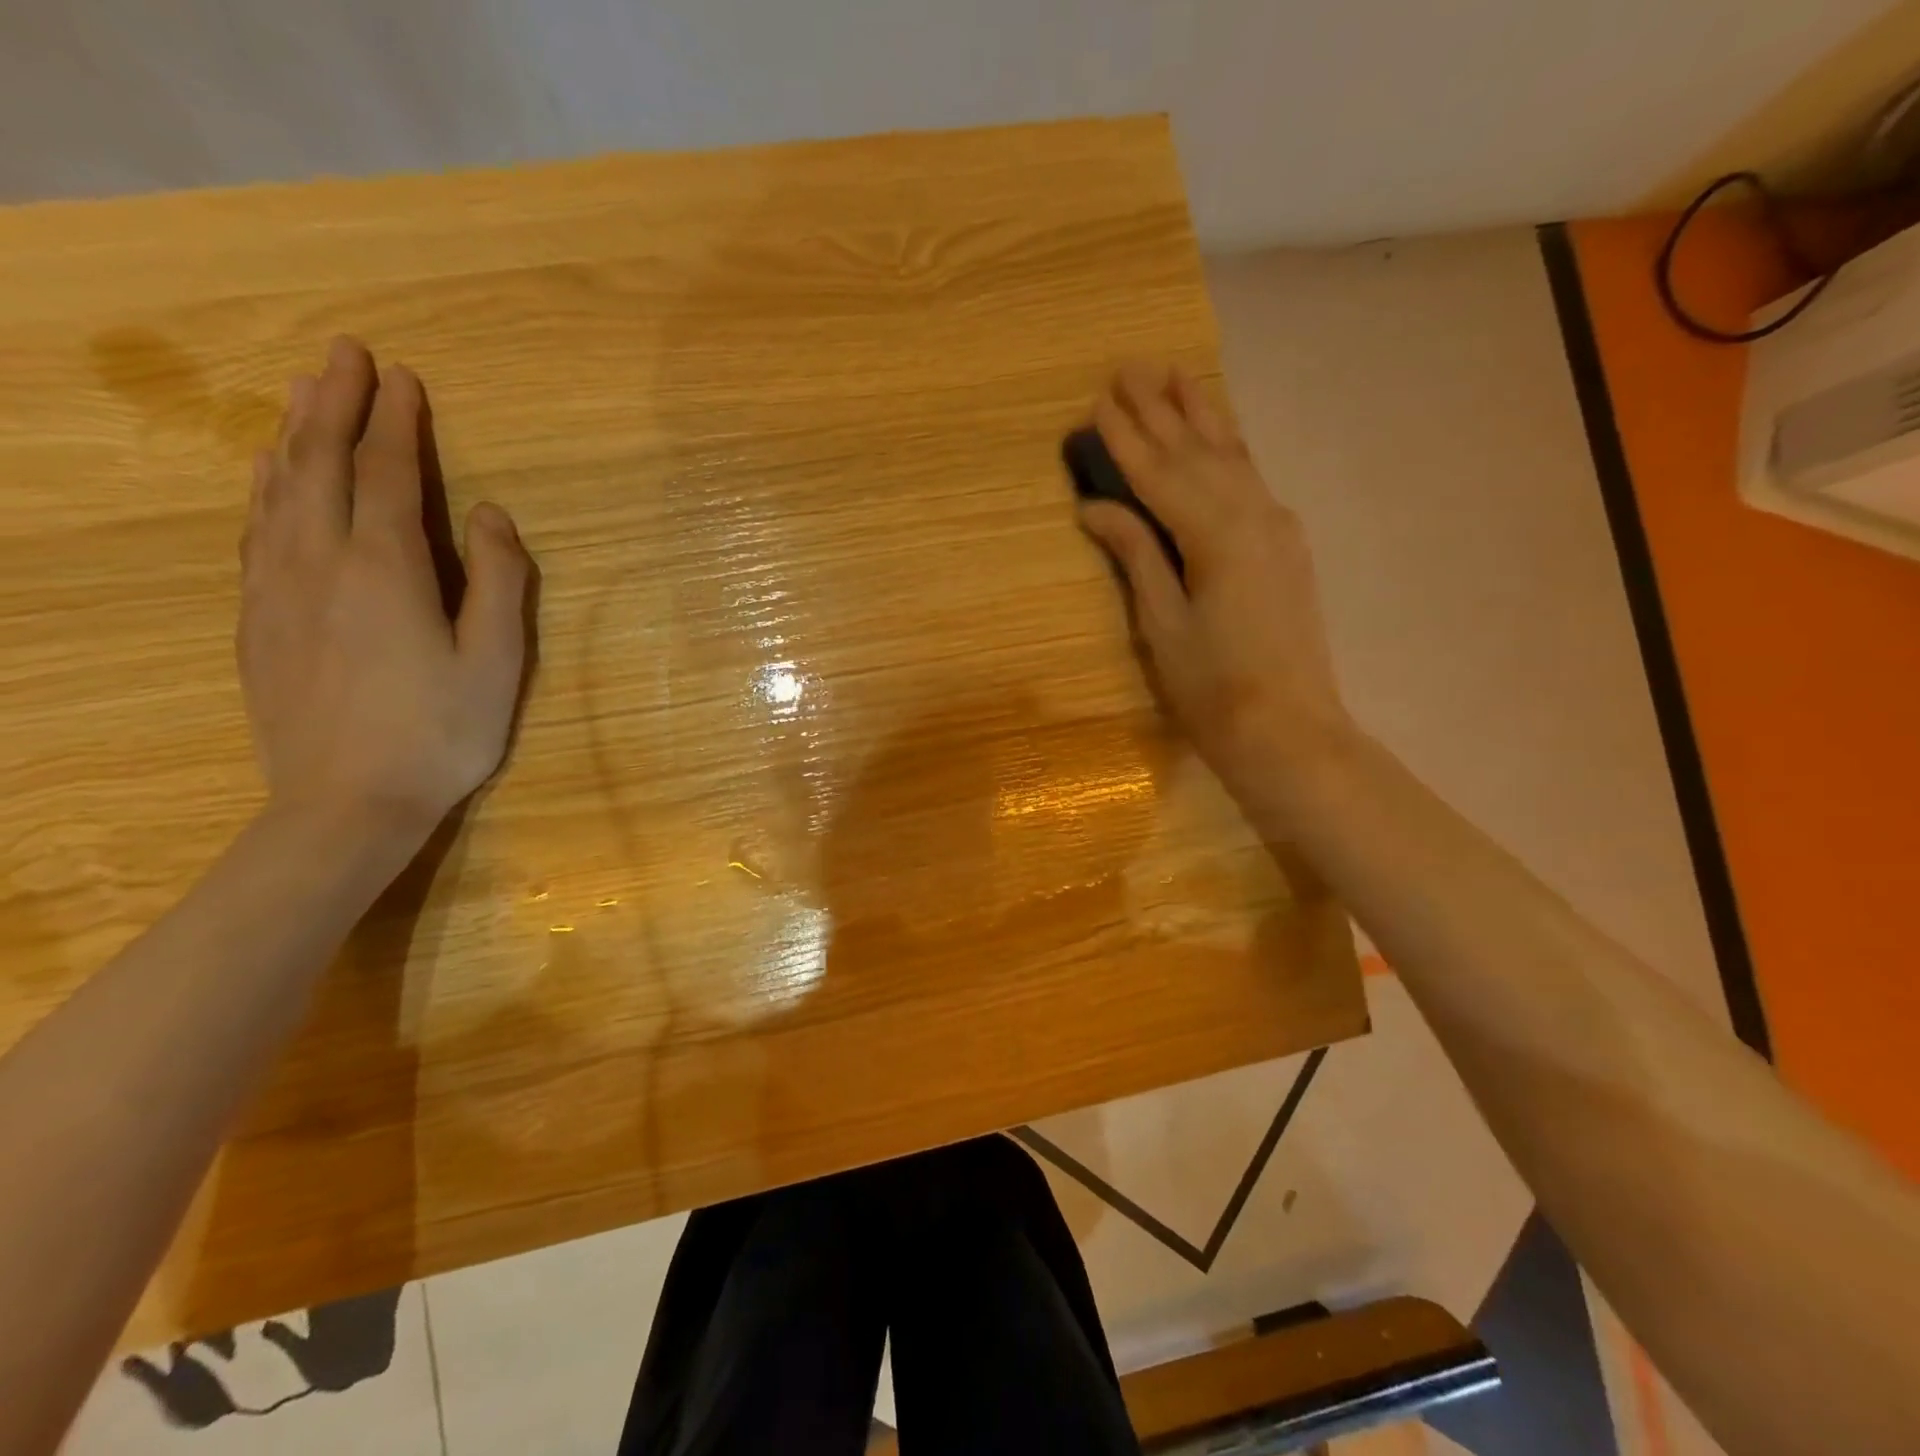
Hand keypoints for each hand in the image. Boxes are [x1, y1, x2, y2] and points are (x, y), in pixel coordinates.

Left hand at [238, 337, 531, 838]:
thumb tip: (491, 515)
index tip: (401, 375)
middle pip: (321, 464)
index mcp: (386, 568)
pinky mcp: (258, 618)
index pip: (388, 474)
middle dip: (335, 404)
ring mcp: (278, 589)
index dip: (396, 421)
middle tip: (345, 353)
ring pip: (279, 490)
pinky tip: (268, 473)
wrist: (346, 803)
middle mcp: (320, 561)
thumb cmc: (440, 732)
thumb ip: (500, 581)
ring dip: (294, 434)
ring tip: (304, 393)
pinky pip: (256, 529)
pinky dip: (264, 486)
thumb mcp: (496, 660)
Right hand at [1077, 363, 1352, 800]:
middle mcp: (1252, 514)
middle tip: (1130, 365)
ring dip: (1201, 416)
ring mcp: (1277, 526)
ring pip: (1232, 457)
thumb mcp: (1162, 623)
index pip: (1159, 473)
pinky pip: (1250, 479)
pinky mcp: (1286, 544)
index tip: (1097, 400)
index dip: (1126, 437)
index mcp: (1215, 534)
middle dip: (1162, 409)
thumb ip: (1135, 554)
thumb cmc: (1213, 687)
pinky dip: (1229, 450)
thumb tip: (1096, 506)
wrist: (1289, 729)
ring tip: (1176, 375)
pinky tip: (1220, 437)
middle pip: (1198, 451)